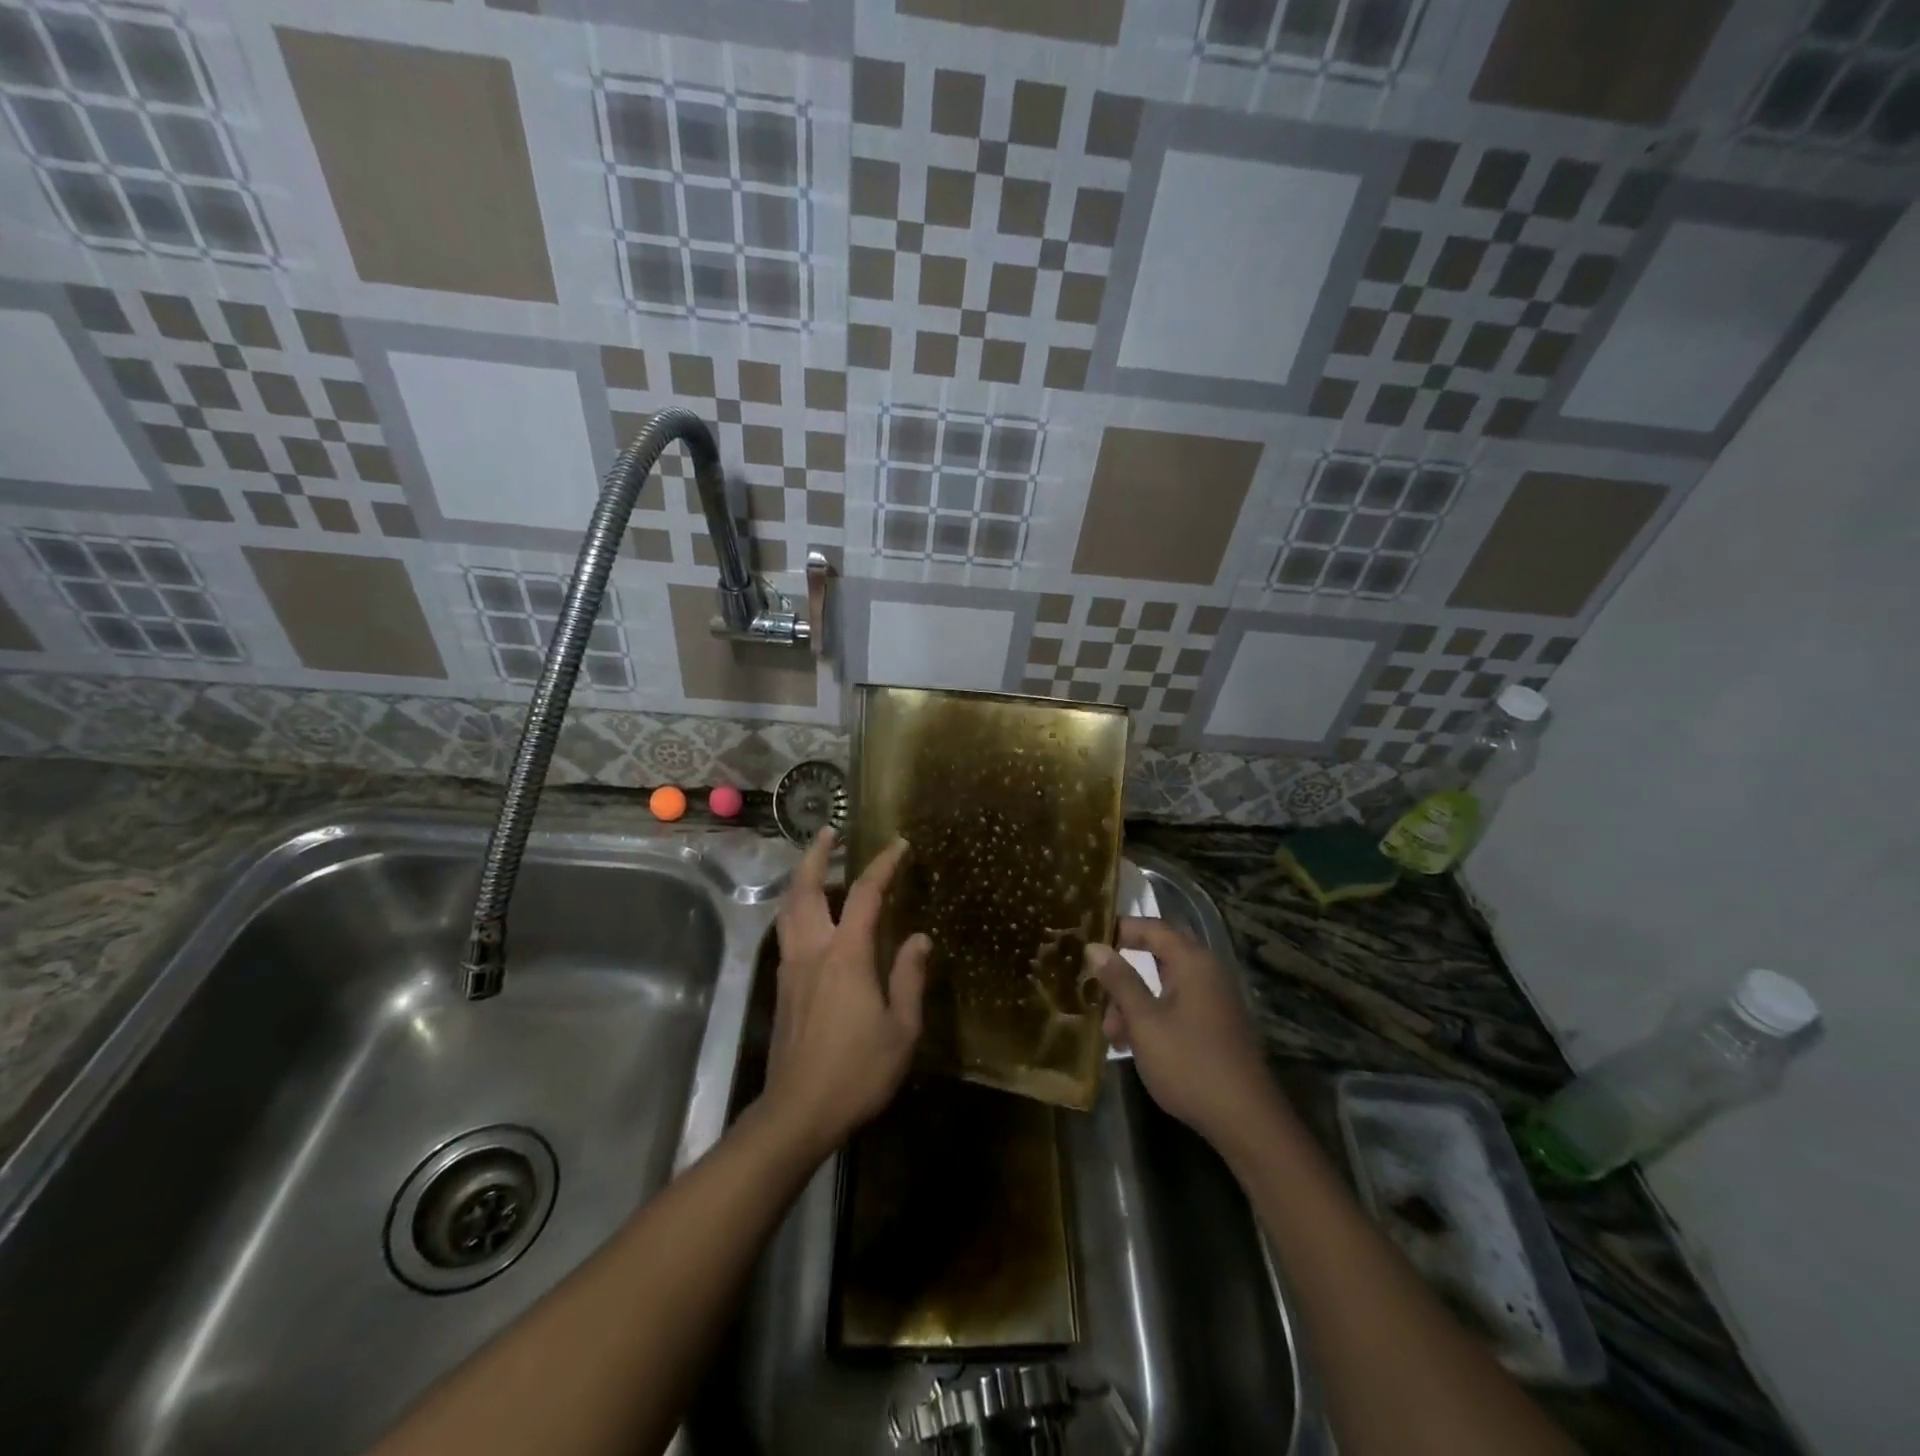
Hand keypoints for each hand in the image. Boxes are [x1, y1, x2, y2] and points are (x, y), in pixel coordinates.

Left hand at [763, 828, 928, 1156]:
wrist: (797, 1113)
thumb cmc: (856, 1071)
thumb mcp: (901, 1029)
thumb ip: (910, 978)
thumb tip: (920, 938)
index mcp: (846, 955)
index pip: (866, 895)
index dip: (883, 865)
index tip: (899, 845)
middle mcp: (813, 950)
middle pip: (807, 889)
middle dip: (818, 856)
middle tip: (829, 833)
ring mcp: (791, 968)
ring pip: (789, 909)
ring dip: (802, 879)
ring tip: (819, 865)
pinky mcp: (782, 987)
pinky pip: (787, 932)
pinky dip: (797, 909)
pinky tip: (812, 918)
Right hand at [1088, 918, 1279, 1147]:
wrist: (1246, 1120)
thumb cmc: (1189, 1063)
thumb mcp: (1145, 1022)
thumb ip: (1120, 981)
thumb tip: (1095, 947)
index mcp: (1193, 962)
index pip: (1152, 927)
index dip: (1120, 929)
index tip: (1089, 940)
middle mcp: (1207, 972)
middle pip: (1158, 955)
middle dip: (1124, 972)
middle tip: (1095, 989)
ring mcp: (1215, 999)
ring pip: (1165, 985)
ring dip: (1135, 1001)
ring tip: (1111, 1032)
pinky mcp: (1217, 1024)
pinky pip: (1178, 1005)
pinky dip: (1153, 1015)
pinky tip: (1133, 1043)